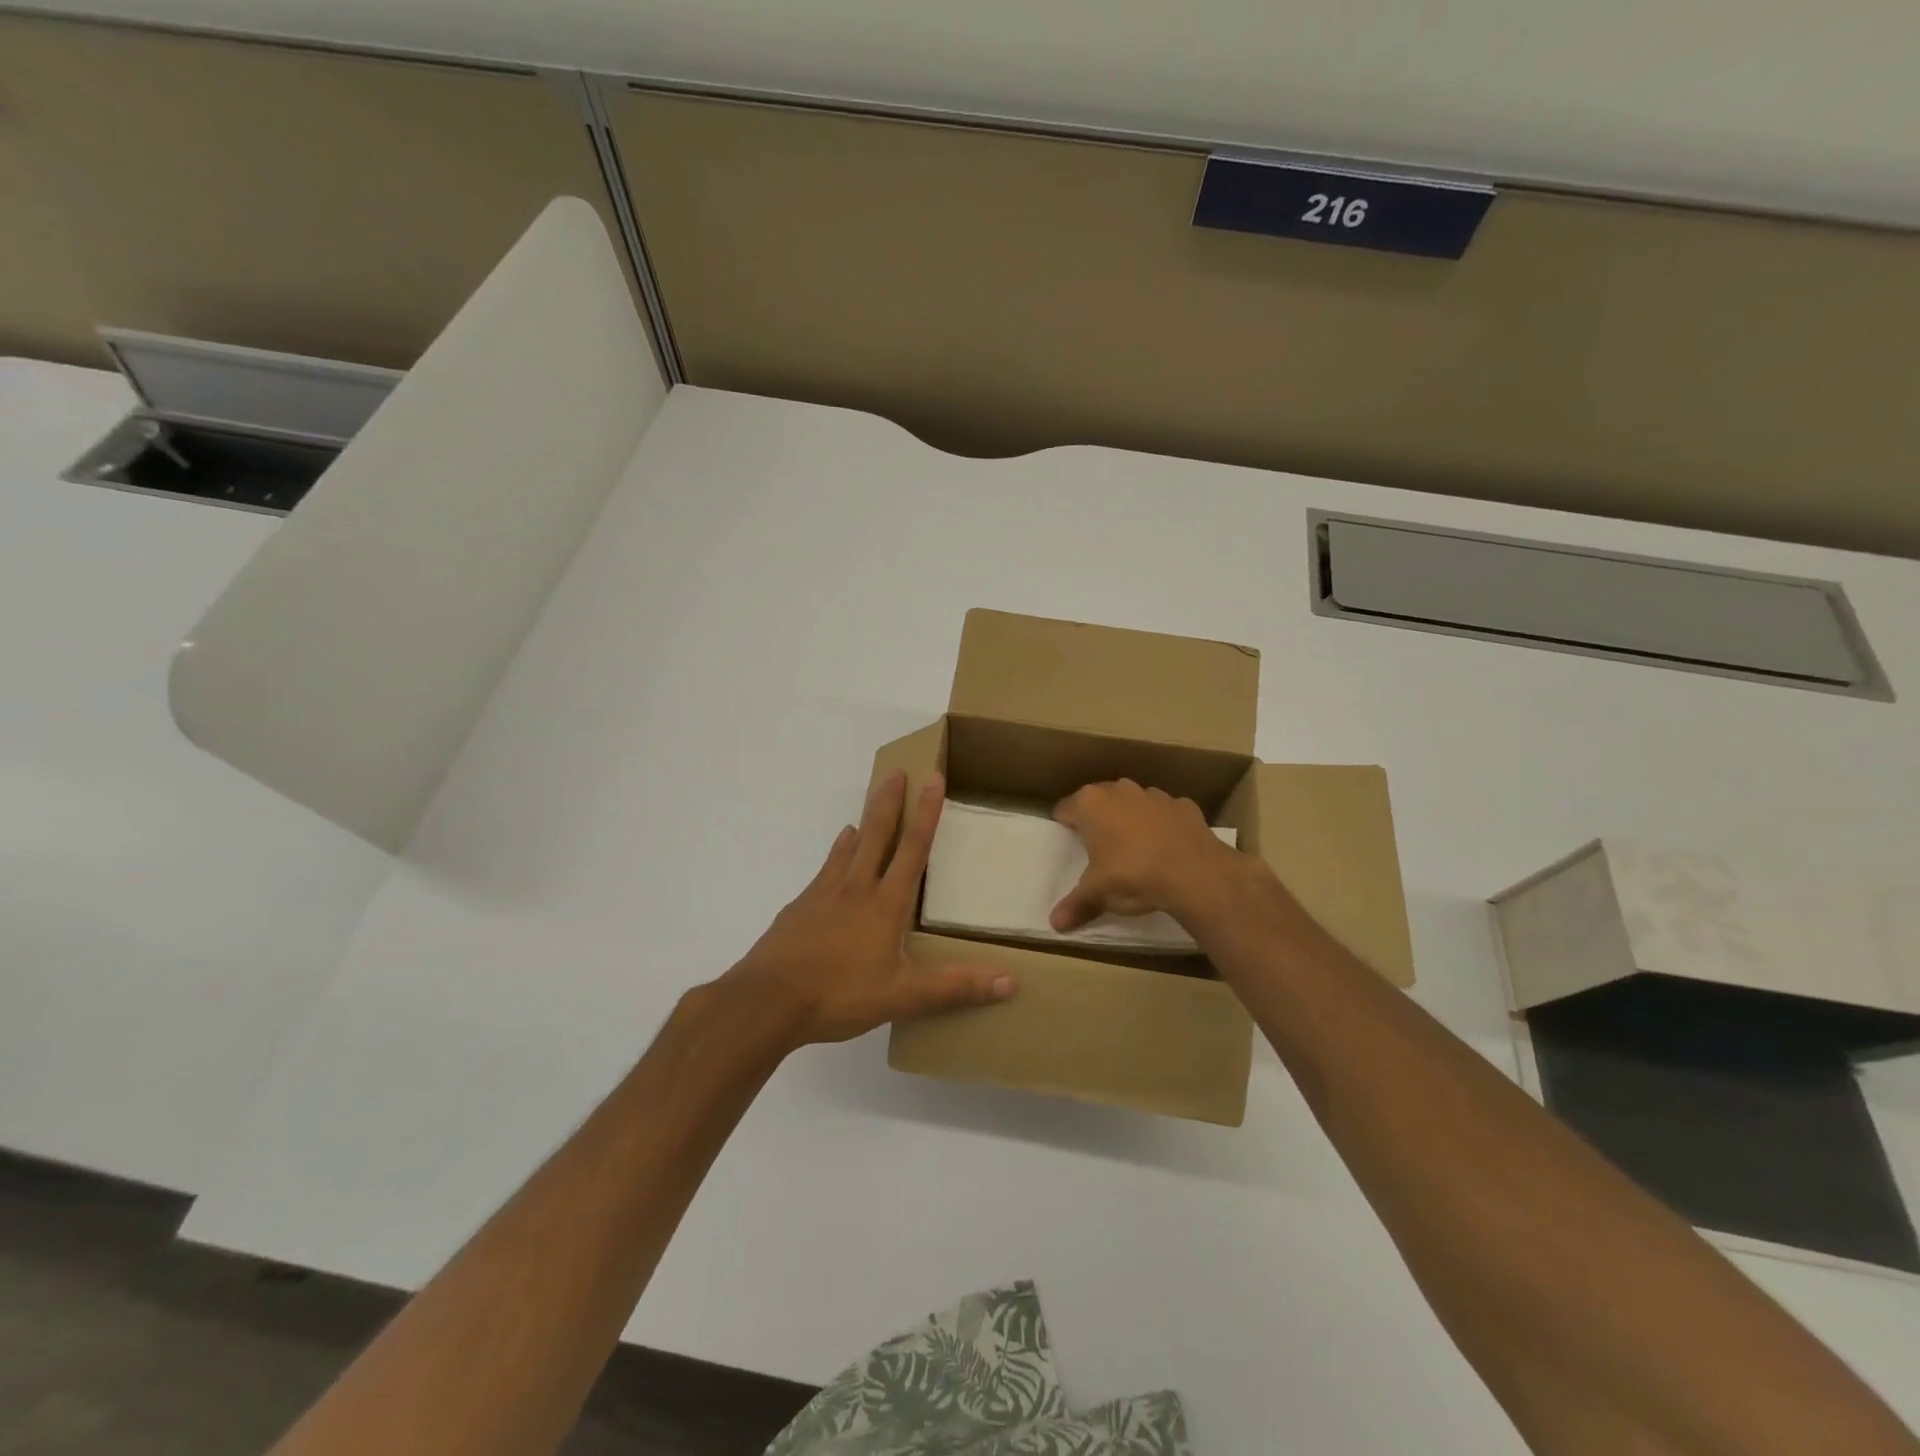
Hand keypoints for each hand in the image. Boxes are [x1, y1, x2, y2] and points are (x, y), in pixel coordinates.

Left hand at [721, 771, 1014, 1049]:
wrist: (767, 1000)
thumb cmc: (839, 996)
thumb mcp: (902, 997)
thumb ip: (954, 988)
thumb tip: (1010, 982)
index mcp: (885, 905)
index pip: (913, 849)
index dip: (926, 813)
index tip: (932, 778)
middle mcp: (856, 889)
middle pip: (876, 835)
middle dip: (889, 802)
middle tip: (896, 772)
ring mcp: (823, 894)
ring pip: (849, 848)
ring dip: (863, 822)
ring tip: (871, 803)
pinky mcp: (800, 907)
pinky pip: (825, 869)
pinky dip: (837, 853)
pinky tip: (837, 853)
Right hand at [1050, 779, 1241, 931]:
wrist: (1195, 873)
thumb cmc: (1133, 875)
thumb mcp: (1099, 894)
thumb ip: (1076, 905)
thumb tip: (1054, 924)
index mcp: (1091, 804)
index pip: (1065, 809)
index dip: (1065, 825)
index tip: (1069, 842)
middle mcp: (1120, 790)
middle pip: (1100, 800)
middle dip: (1099, 819)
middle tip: (1100, 847)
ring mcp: (1154, 795)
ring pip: (1134, 803)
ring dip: (1131, 819)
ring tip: (1135, 848)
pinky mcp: (1183, 805)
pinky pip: (1165, 814)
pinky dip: (1163, 825)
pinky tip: (1167, 848)